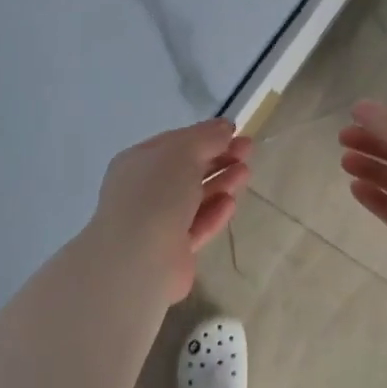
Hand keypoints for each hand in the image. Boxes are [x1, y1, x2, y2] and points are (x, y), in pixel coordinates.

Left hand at [84, 119, 251, 305]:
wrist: (138, 260)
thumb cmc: (156, 194)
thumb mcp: (182, 153)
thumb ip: (205, 137)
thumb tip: (225, 127)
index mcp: (138, 162)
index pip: (175, 142)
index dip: (205, 135)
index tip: (234, 131)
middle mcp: (144, 190)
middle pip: (186, 169)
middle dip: (218, 157)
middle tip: (248, 149)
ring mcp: (157, 222)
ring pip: (194, 197)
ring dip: (220, 182)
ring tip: (246, 172)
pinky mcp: (172, 251)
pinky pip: (197, 225)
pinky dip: (214, 212)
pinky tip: (231, 202)